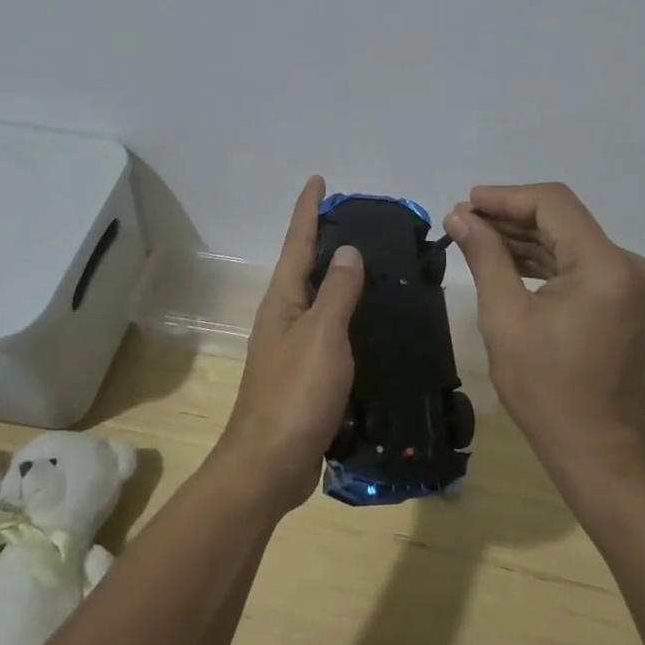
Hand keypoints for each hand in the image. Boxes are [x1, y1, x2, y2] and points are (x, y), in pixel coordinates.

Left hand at [214, 176, 363, 513]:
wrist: (270, 464)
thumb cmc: (295, 393)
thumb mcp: (322, 334)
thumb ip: (338, 291)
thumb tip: (347, 250)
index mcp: (284, 300)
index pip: (298, 242)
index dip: (308, 209)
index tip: (318, 179)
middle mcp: (284, 317)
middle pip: (306, 267)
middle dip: (325, 240)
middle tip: (358, 219)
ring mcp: (293, 348)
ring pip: (320, 300)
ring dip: (340, 279)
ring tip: (373, 264)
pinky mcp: (307, 376)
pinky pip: (331, 332)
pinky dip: (349, 317)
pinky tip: (372, 323)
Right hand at [446, 183, 644, 456]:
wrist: (597, 448)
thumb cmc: (546, 388)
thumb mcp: (505, 317)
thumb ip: (485, 257)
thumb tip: (460, 216)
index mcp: (605, 266)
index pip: (553, 204)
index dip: (505, 198)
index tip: (466, 204)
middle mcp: (626, 264)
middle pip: (561, 218)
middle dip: (510, 217)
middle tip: (462, 222)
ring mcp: (627, 280)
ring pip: (567, 238)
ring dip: (523, 237)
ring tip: (474, 237)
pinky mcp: (621, 296)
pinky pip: (576, 262)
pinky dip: (541, 258)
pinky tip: (503, 259)